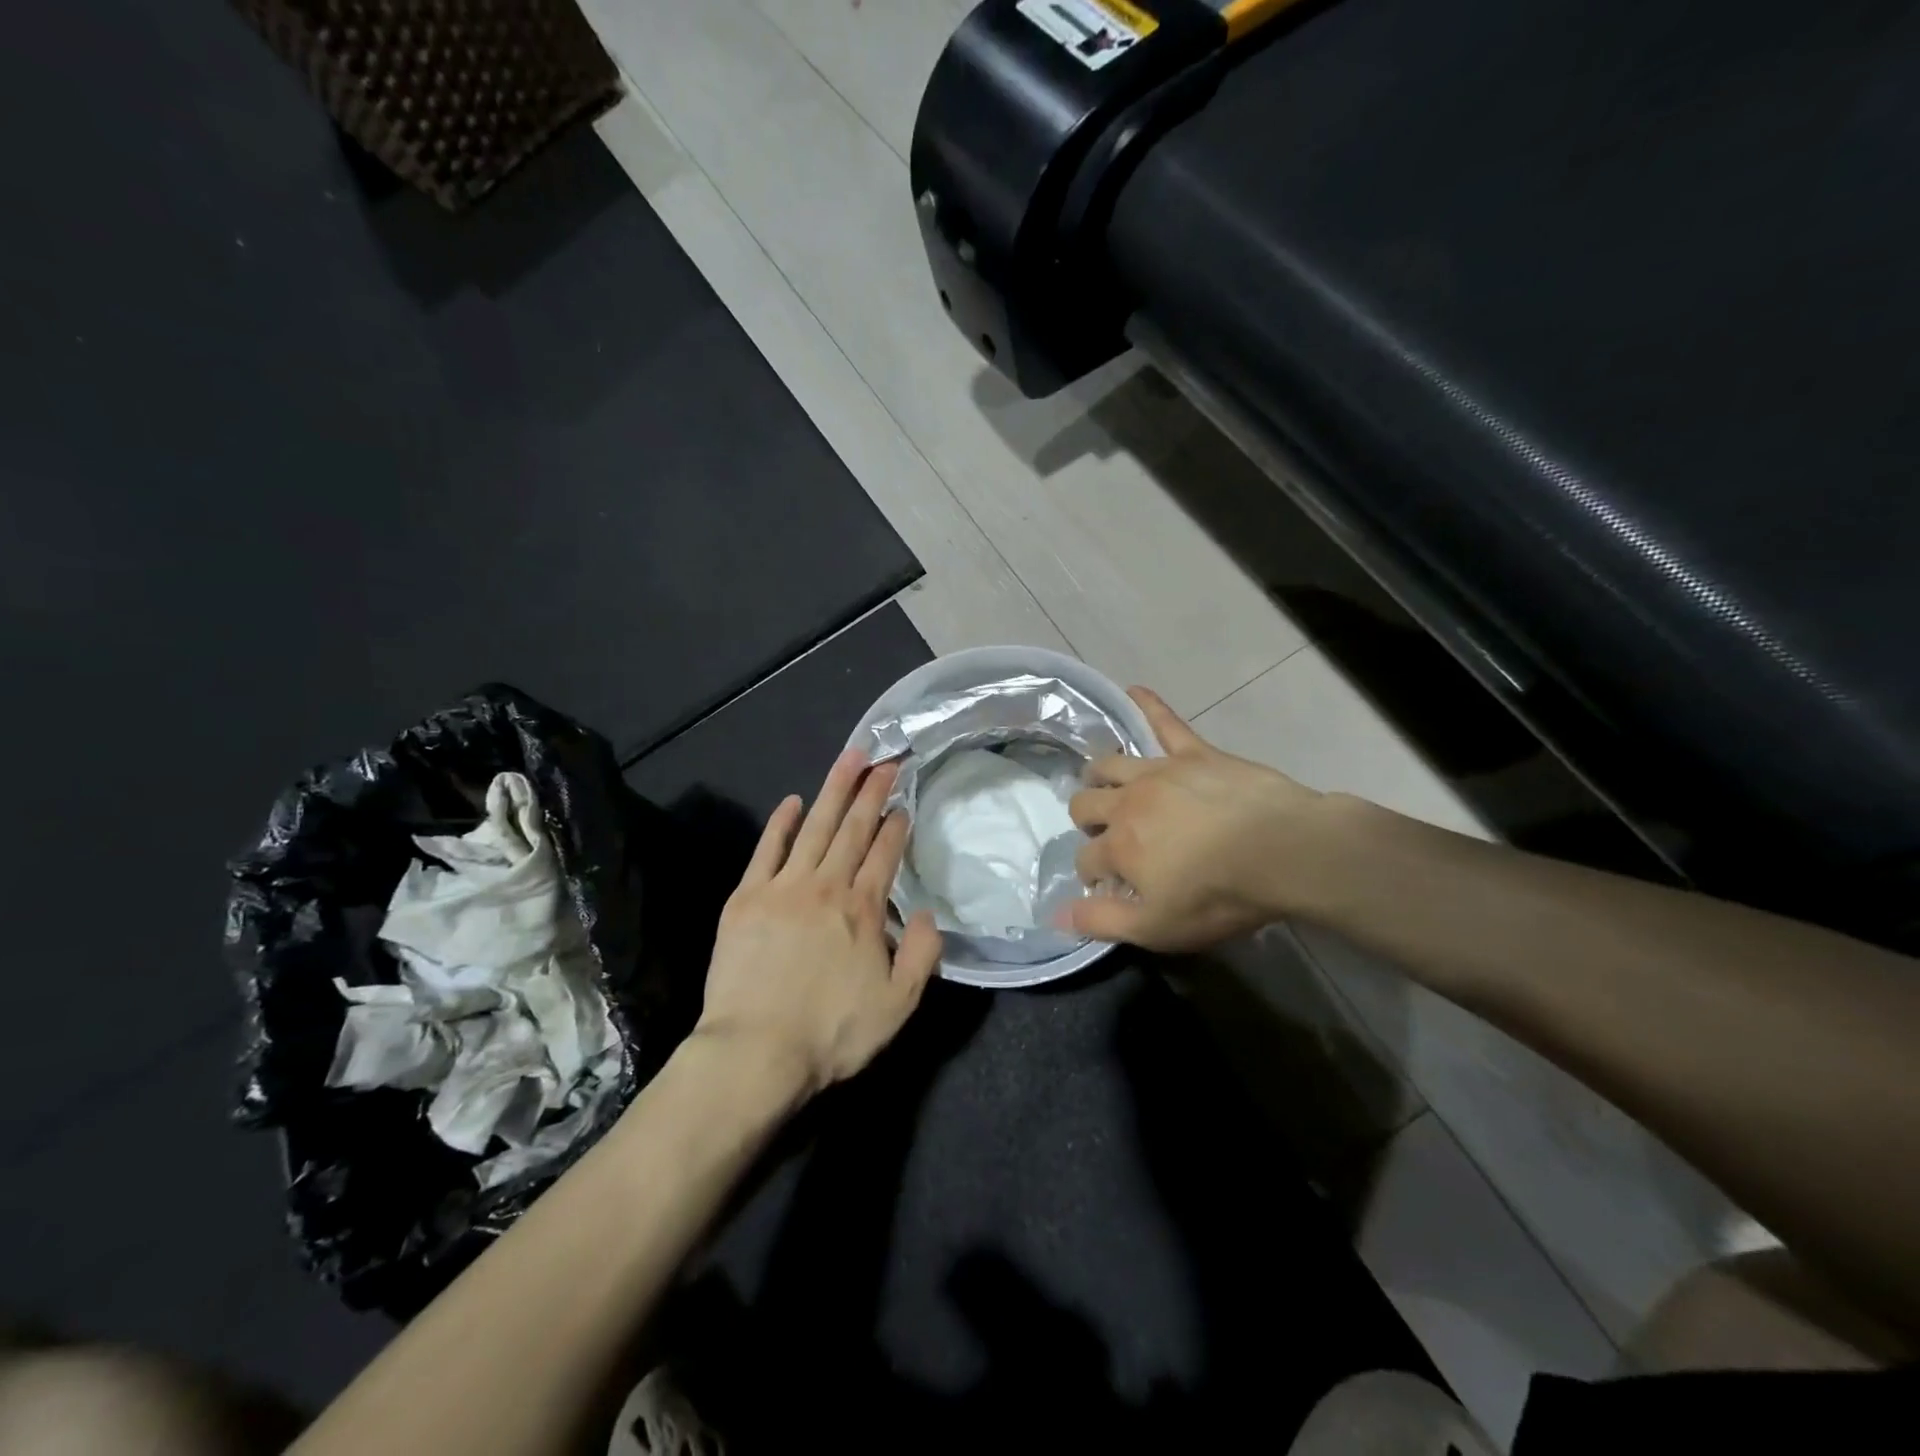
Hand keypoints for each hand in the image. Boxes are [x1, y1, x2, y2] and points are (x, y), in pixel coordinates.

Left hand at [694, 750, 942, 1100]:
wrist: (755, 1052)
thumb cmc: (831, 1032)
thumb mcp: (898, 1005)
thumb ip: (922, 955)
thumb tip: (928, 914)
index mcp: (863, 910)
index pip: (884, 854)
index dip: (895, 826)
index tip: (902, 802)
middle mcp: (826, 887)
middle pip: (853, 829)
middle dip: (871, 791)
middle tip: (884, 760)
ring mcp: (783, 888)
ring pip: (815, 828)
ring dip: (833, 791)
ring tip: (849, 759)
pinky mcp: (746, 898)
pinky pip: (767, 849)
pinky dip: (781, 823)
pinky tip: (792, 801)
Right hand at [1065, 687, 1321, 950]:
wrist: (1283, 850)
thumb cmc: (1219, 895)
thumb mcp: (1157, 927)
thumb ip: (1102, 922)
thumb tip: (1055, 915)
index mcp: (1118, 846)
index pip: (1085, 860)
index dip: (1090, 875)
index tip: (1106, 885)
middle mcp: (1126, 803)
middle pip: (1085, 804)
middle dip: (1086, 821)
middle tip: (1105, 834)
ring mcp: (1159, 772)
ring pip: (1110, 764)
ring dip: (1098, 774)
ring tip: (1102, 783)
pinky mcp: (1193, 753)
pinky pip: (1165, 722)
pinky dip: (1147, 705)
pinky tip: (1133, 690)